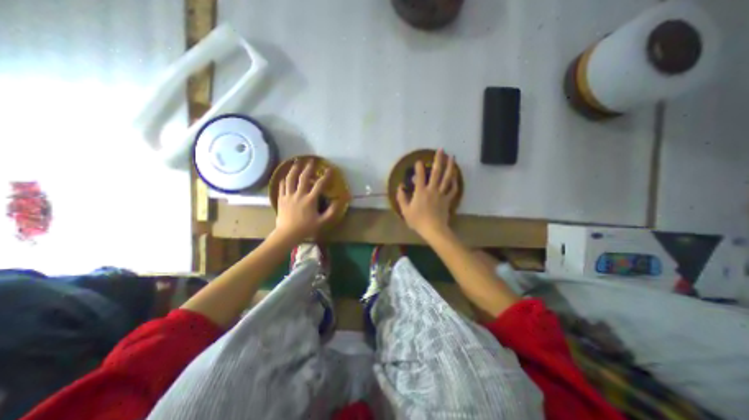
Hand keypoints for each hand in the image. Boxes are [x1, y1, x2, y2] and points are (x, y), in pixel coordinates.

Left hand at [275, 158, 339, 241]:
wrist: (287, 234)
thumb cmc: (306, 228)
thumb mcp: (322, 222)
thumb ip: (332, 211)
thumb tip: (339, 201)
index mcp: (310, 199)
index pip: (320, 184)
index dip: (326, 176)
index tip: (330, 169)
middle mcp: (299, 194)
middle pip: (303, 177)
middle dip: (308, 168)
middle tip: (311, 160)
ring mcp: (289, 196)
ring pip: (290, 179)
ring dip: (294, 169)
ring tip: (296, 162)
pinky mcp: (281, 199)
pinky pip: (282, 186)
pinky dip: (284, 179)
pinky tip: (285, 176)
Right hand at [394, 148, 459, 238]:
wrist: (433, 229)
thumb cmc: (417, 221)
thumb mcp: (405, 210)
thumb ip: (401, 197)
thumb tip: (400, 186)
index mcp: (421, 192)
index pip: (420, 176)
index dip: (419, 167)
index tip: (418, 160)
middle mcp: (432, 190)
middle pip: (436, 172)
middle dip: (438, 160)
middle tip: (441, 150)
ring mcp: (441, 194)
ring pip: (447, 178)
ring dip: (450, 167)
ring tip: (452, 157)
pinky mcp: (447, 200)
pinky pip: (452, 189)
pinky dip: (455, 182)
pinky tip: (455, 176)